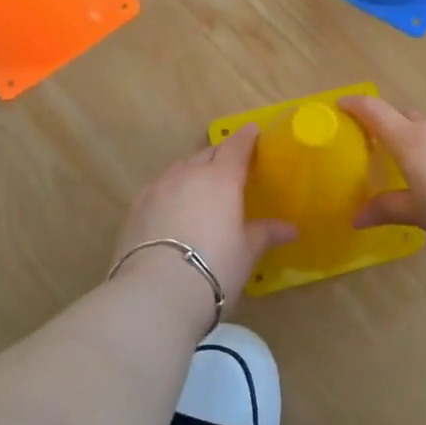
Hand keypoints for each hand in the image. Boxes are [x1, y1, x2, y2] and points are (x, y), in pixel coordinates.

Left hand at [112, 126, 296, 311]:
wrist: (156, 293)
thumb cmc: (214, 268)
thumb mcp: (246, 253)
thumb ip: (265, 234)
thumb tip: (290, 229)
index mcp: (221, 179)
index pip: (236, 147)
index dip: (246, 138)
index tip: (252, 131)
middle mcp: (188, 175)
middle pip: (206, 155)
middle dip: (220, 155)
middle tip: (230, 165)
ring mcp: (158, 189)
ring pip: (180, 170)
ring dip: (193, 173)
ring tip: (200, 188)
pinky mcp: (135, 208)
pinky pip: (159, 189)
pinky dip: (170, 192)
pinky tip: (172, 209)